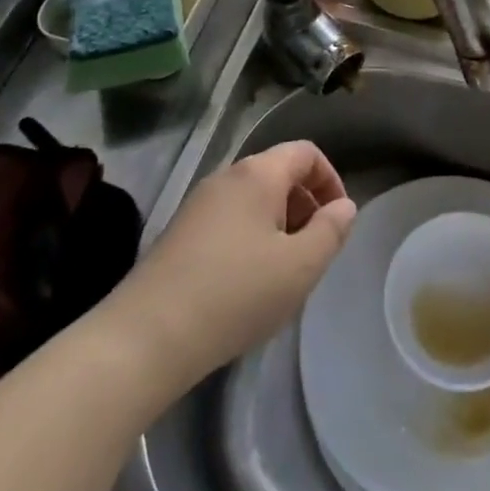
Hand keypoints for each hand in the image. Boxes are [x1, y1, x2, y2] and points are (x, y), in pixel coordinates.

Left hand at [107, 141, 355, 385]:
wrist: (145, 338)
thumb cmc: (235, 294)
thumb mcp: (300, 266)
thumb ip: (331, 231)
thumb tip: (344, 206)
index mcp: (258, 174)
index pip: (306, 152)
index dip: (331, 179)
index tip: (338, 220)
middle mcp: (226, 177)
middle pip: (279, 174)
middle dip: (305, 206)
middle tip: (314, 251)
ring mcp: (198, 205)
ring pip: (253, 201)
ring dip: (279, 226)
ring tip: (284, 273)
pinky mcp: (179, 234)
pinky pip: (229, 221)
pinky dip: (251, 240)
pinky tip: (247, 285)